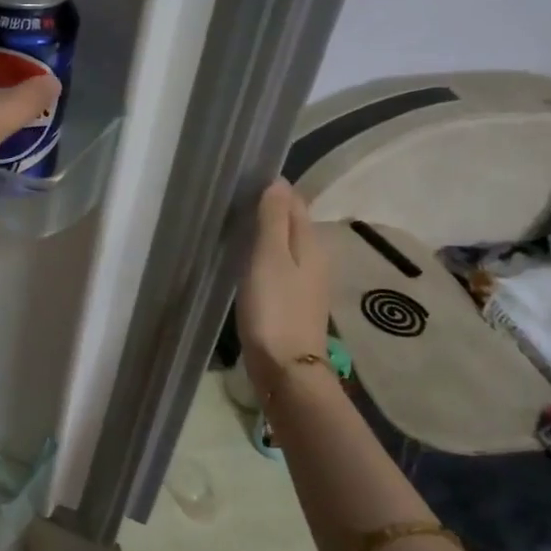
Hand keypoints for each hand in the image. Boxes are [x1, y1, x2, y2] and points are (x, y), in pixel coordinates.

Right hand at [237, 179, 331, 396]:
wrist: (287, 369)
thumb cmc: (274, 309)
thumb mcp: (269, 258)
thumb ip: (273, 220)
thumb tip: (278, 182)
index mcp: (310, 243)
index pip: (295, 202)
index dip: (274, 189)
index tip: (244, 181)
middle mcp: (314, 258)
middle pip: (293, 224)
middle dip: (270, 210)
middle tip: (235, 203)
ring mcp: (306, 283)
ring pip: (287, 247)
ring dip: (267, 236)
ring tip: (237, 230)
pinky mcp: (294, 304)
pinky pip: (281, 269)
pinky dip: (266, 260)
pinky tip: (248, 266)